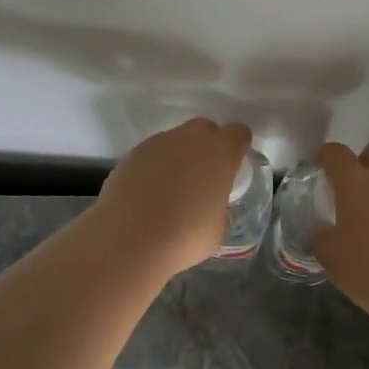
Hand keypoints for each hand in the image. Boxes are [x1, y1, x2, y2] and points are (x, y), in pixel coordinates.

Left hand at [92, 119, 252, 277]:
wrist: (130, 239)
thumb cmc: (184, 237)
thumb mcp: (218, 227)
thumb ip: (219, 204)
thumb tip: (210, 203)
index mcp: (220, 153)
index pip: (238, 133)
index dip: (238, 146)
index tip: (235, 164)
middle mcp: (190, 139)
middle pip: (205, 129)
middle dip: (207, 146)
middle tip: (204, 176)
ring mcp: (158, 143)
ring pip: (176, 140)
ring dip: (179, 157)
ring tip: (172, 189)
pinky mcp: (132, 154)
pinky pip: (152, 154)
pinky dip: (155, 167)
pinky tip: (149, 193)